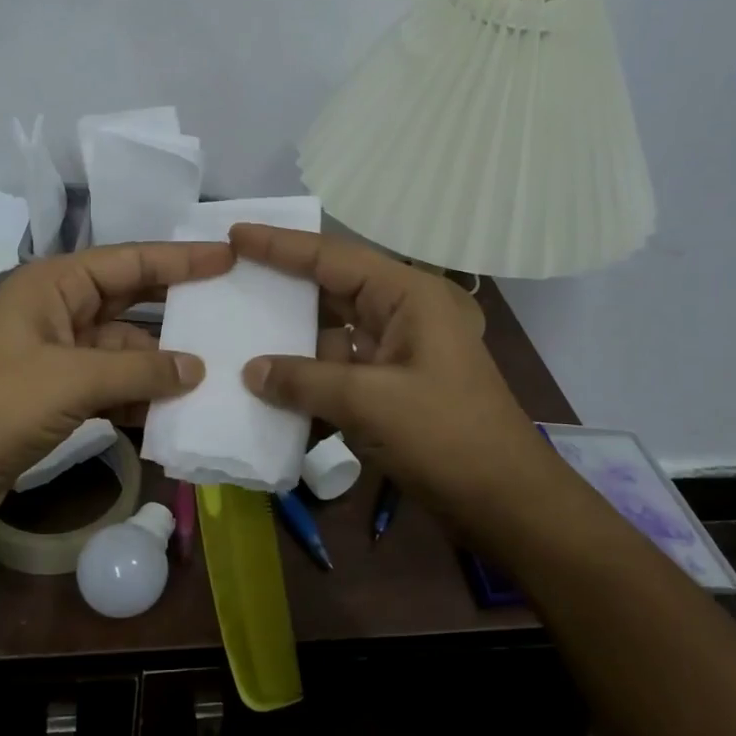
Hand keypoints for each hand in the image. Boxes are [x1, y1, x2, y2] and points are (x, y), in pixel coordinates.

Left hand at [0, 241, 232, 530]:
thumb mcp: (71, 380)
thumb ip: (139, 371)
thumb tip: (197, 368)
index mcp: (54, 285)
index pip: (130, 262)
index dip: (181, 259)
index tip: (230, 257)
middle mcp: (58, 312)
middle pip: (130, 303)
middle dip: (176, 309)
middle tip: (231, 311)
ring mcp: (56, 357)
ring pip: (124, 352)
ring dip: (161, 365)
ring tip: (217, 373)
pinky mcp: (55, 398)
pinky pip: (110, 387)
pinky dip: (139, 397)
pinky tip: (175, 412)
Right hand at [230, 225, 550, 527]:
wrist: (506, 501)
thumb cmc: (447, 437)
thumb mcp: (371, 403)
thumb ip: (305, 381)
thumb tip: (251, 371)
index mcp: (410, 296)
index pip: (335, 258)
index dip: (282, 246)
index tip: (235, 234)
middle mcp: (403, 314)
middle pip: (332, 290)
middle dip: (283, 287)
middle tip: (229, 277)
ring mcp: (398, 353)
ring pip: (332, 334)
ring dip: (291, 340)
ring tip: (236, 332)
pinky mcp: (391, 389)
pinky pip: (340, 371)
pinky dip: (308, 378)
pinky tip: (268, 386)